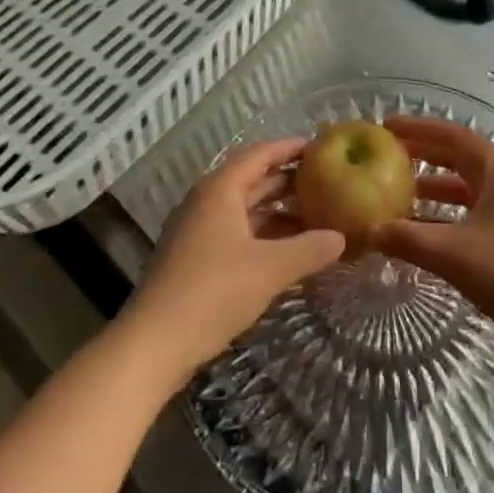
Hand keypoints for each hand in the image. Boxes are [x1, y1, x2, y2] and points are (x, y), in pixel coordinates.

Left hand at [121, 138, 344, 379]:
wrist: (152, 344)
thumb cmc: (212, 292)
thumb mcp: (269, 269)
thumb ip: (308, 249)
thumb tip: (341, 237)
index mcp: (221, 189)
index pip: (260, 154)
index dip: (290, 148)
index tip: (321, 148)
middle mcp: (207, 201)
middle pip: (252, 180)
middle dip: (288, 182)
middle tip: (326, 183)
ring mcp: (197, 230)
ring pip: (244, 209)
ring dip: (277, 212)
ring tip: (315, 218)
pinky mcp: (194, 258)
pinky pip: (236, 232)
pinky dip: (262, 235)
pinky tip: (287, 252)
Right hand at [369, 116, 493, 359]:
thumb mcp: (453, 254)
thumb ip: (407, 239)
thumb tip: (368, 231)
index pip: (452, 135)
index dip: (418, 128)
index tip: (386, 126)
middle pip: (459, 157)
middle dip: (423, 154)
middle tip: (387, 156)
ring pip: (467, 187)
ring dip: (434, 187)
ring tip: (399, 194)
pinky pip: (474, 211)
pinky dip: (448, 214)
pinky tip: (424, 231)